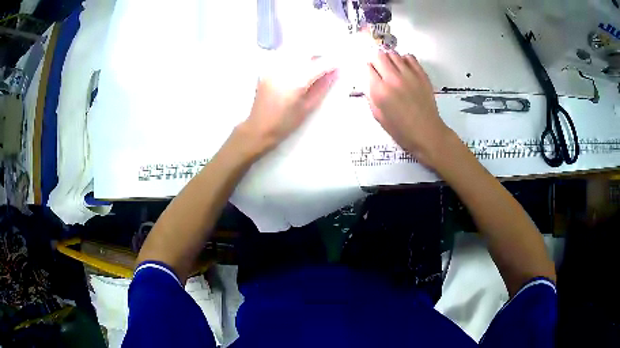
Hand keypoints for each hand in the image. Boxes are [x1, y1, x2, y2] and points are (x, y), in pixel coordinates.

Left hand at [236, 57, 336, 158]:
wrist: (258, 128)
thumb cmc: (284, 123)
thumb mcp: (308, 108)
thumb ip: (322, 87)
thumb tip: (335, 73)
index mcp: (296, 81)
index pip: (319, 64)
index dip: (332, 62)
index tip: (340, 63)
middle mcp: (284, 70)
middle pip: (306, 51)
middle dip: (319, 54)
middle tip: (328, 63)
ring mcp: (273, 68)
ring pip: (294, 51)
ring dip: (307, 53)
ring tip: (314, 63)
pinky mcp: (267, 70)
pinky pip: (283, 56)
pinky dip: (294, 57)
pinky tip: (298, 65)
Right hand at [367, 51, 452, 166]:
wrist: (427, 133)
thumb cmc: (401, 130)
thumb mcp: (378, 116)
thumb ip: (371, 97)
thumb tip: (369, 82)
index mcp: (380, 91)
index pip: (368, 67)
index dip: (368, 70)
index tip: (370, 74)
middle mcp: (393, 79)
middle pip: (379, 56)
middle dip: (376, 61)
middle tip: (379, 69)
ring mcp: (409, 75)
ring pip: (393, 54)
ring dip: (389, 59)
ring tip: (392, 68)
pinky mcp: (421, 74)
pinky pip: (409, 57)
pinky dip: (404, 60)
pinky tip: (404, 69)